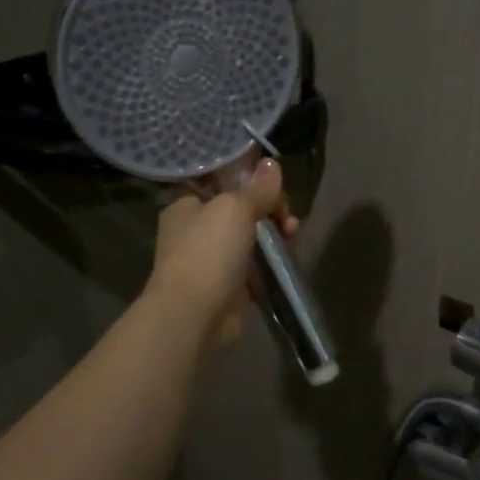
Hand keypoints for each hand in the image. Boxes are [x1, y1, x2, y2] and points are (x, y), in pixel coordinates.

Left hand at [146, 158, 298, 354]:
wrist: (196, 315)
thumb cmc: (208, 251)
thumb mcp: (235, 208)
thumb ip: (257, 188)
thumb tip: (272, 164)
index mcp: (186, 206)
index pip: (217, 183)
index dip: (246, 180)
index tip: (272, 184)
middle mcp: (195, 232)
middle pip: (240, 211)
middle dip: (269, 209)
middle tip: (287, 214)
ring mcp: (212, 261)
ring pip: (251, 239)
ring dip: (275, 234)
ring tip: (293, 234)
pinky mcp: (230, 287)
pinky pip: (257, 267)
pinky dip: (273, 262)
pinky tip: (290, 257)